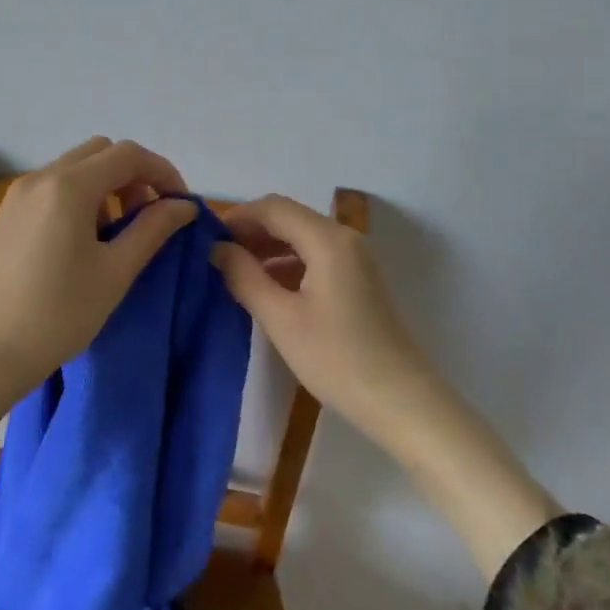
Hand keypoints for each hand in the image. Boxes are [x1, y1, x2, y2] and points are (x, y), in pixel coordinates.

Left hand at [0, 136, 197, 492]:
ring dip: (105, 186)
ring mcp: (16, 195)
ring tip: (116, 235)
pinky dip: (78, 198)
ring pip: (73, 169)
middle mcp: (39, 178)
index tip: (181, 206)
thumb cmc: (56, 316)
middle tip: (148, 217)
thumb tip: (184, 206)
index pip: (128, 154)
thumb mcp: (114, 273)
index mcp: (68, 186)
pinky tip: (80, 244)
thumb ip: (152, 230)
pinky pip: (50, 188)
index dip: (163, 173)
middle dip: (133, 175)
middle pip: (100, 152)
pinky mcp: (4, 216)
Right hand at [213, 192, 562, 578]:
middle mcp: (344, 239)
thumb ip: (244, 277)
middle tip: (217, 257)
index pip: (273, 207)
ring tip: (235, 274)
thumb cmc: (337, 358)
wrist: (401, 402)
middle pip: (289, 218)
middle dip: (251, 232)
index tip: (207, 239)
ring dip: (268, 248)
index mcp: (327, 239)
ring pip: (302, 238)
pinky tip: (268, 289)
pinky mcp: (359, 281)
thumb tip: (217, 249)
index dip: (238, 217)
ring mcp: (356, 260)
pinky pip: (315, 257)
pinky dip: (288, 264)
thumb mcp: (281, 318)